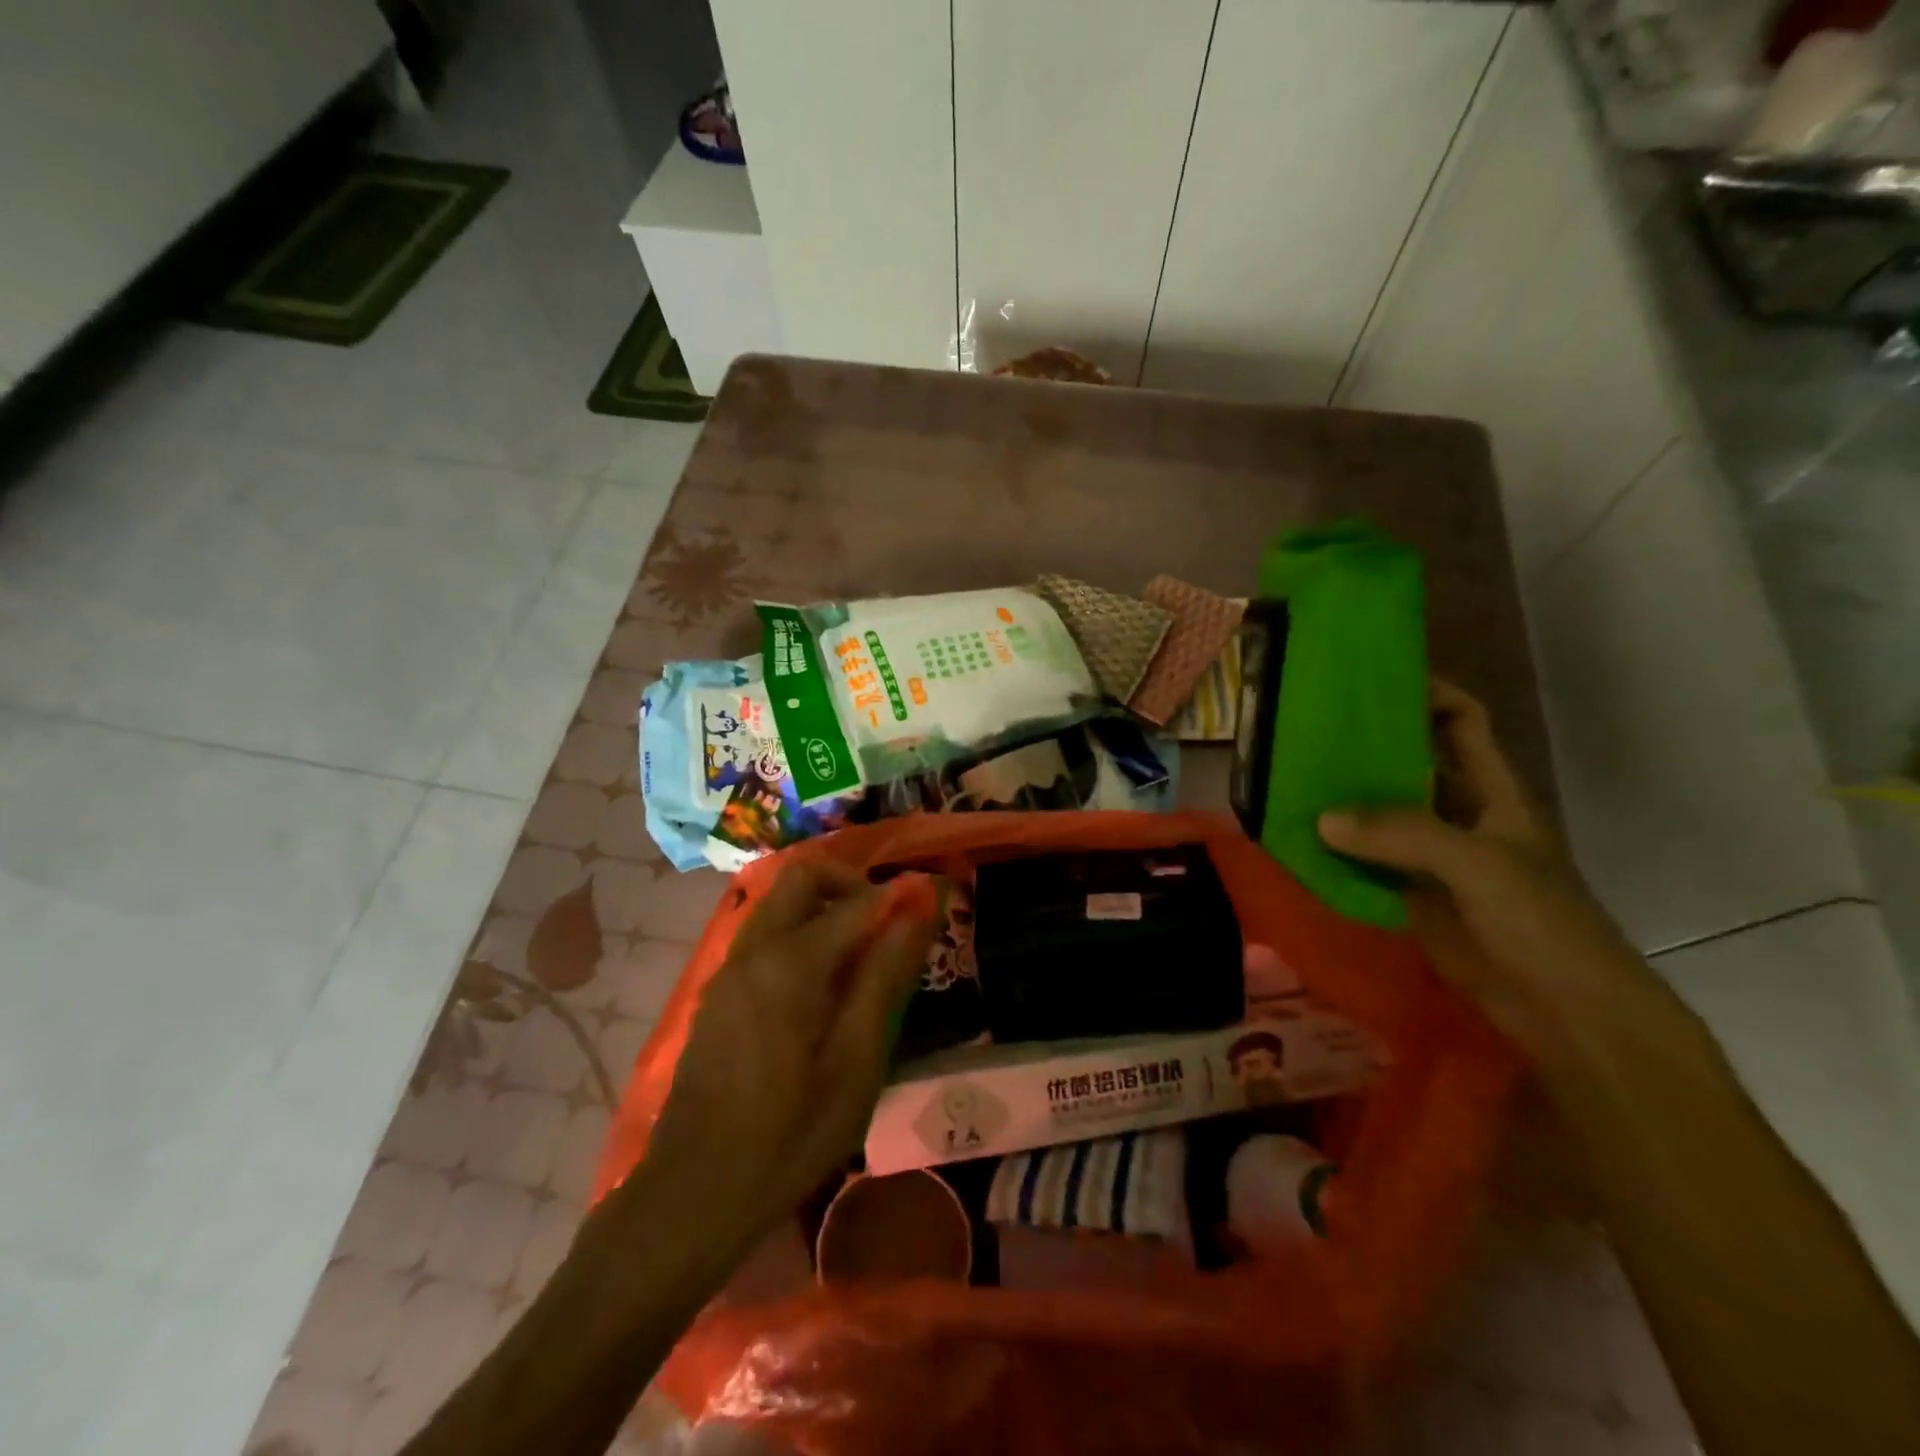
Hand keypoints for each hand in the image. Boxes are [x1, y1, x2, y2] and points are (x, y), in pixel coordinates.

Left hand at [637, 860, 937, 1256]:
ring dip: (824, 905)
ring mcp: (729, 967)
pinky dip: (800, 930)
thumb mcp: (855, 1064)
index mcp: (790, 962)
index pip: (857, 902)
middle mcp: (754, 948)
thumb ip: (885, 978)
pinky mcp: (718, 990)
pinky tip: (822, 985)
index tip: (931, 904)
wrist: (692, 1193)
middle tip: (888, 923)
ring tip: (862, 954)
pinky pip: (764, 932)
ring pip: (780, 901)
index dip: (899, 896)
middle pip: (803, 876)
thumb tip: (918, 912)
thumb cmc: (788, 1136)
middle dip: (852, 884)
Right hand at [1317, 682, 1649, 1061]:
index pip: (1463, 722)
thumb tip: (1322, 817)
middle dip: (1367, 746)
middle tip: (1308, 730)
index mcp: (1494, 793)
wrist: (1567, 1013)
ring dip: (1344, 802)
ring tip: (1290, 780)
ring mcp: (1436, 858)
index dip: (1428, 693)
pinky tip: (1298, 842)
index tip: (1372, 680)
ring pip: (1383, 815)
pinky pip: (1367, 862)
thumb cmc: (1542, 924)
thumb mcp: (1479, 866)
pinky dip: (1336, 852)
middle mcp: (1463, 816)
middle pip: (1412, 765)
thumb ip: (1404, 834)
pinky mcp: (1414, 896)